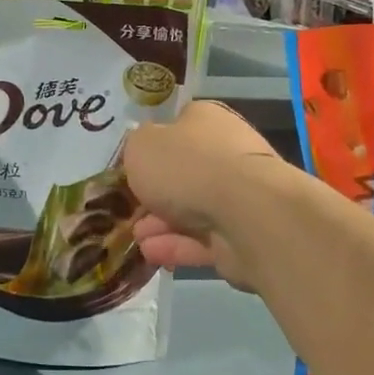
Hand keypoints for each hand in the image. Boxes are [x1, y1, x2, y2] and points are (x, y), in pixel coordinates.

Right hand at [124, 101, 287, 290]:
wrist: (245, 213)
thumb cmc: (187, 167)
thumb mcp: (141, 146)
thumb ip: (136, 147)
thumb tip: (144, 151)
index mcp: (206, 120)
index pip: (178, 126)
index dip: (153, 145)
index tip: (131, 166)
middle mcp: (226, 152)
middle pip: (183, 173)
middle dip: (153, 194)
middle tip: (128, 209)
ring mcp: (239, 195)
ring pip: (192, 209)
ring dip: (160, 224)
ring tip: (136, 238)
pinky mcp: (244, 233)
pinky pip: (204, 239)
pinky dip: (177, 246)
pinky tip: (152, 254)